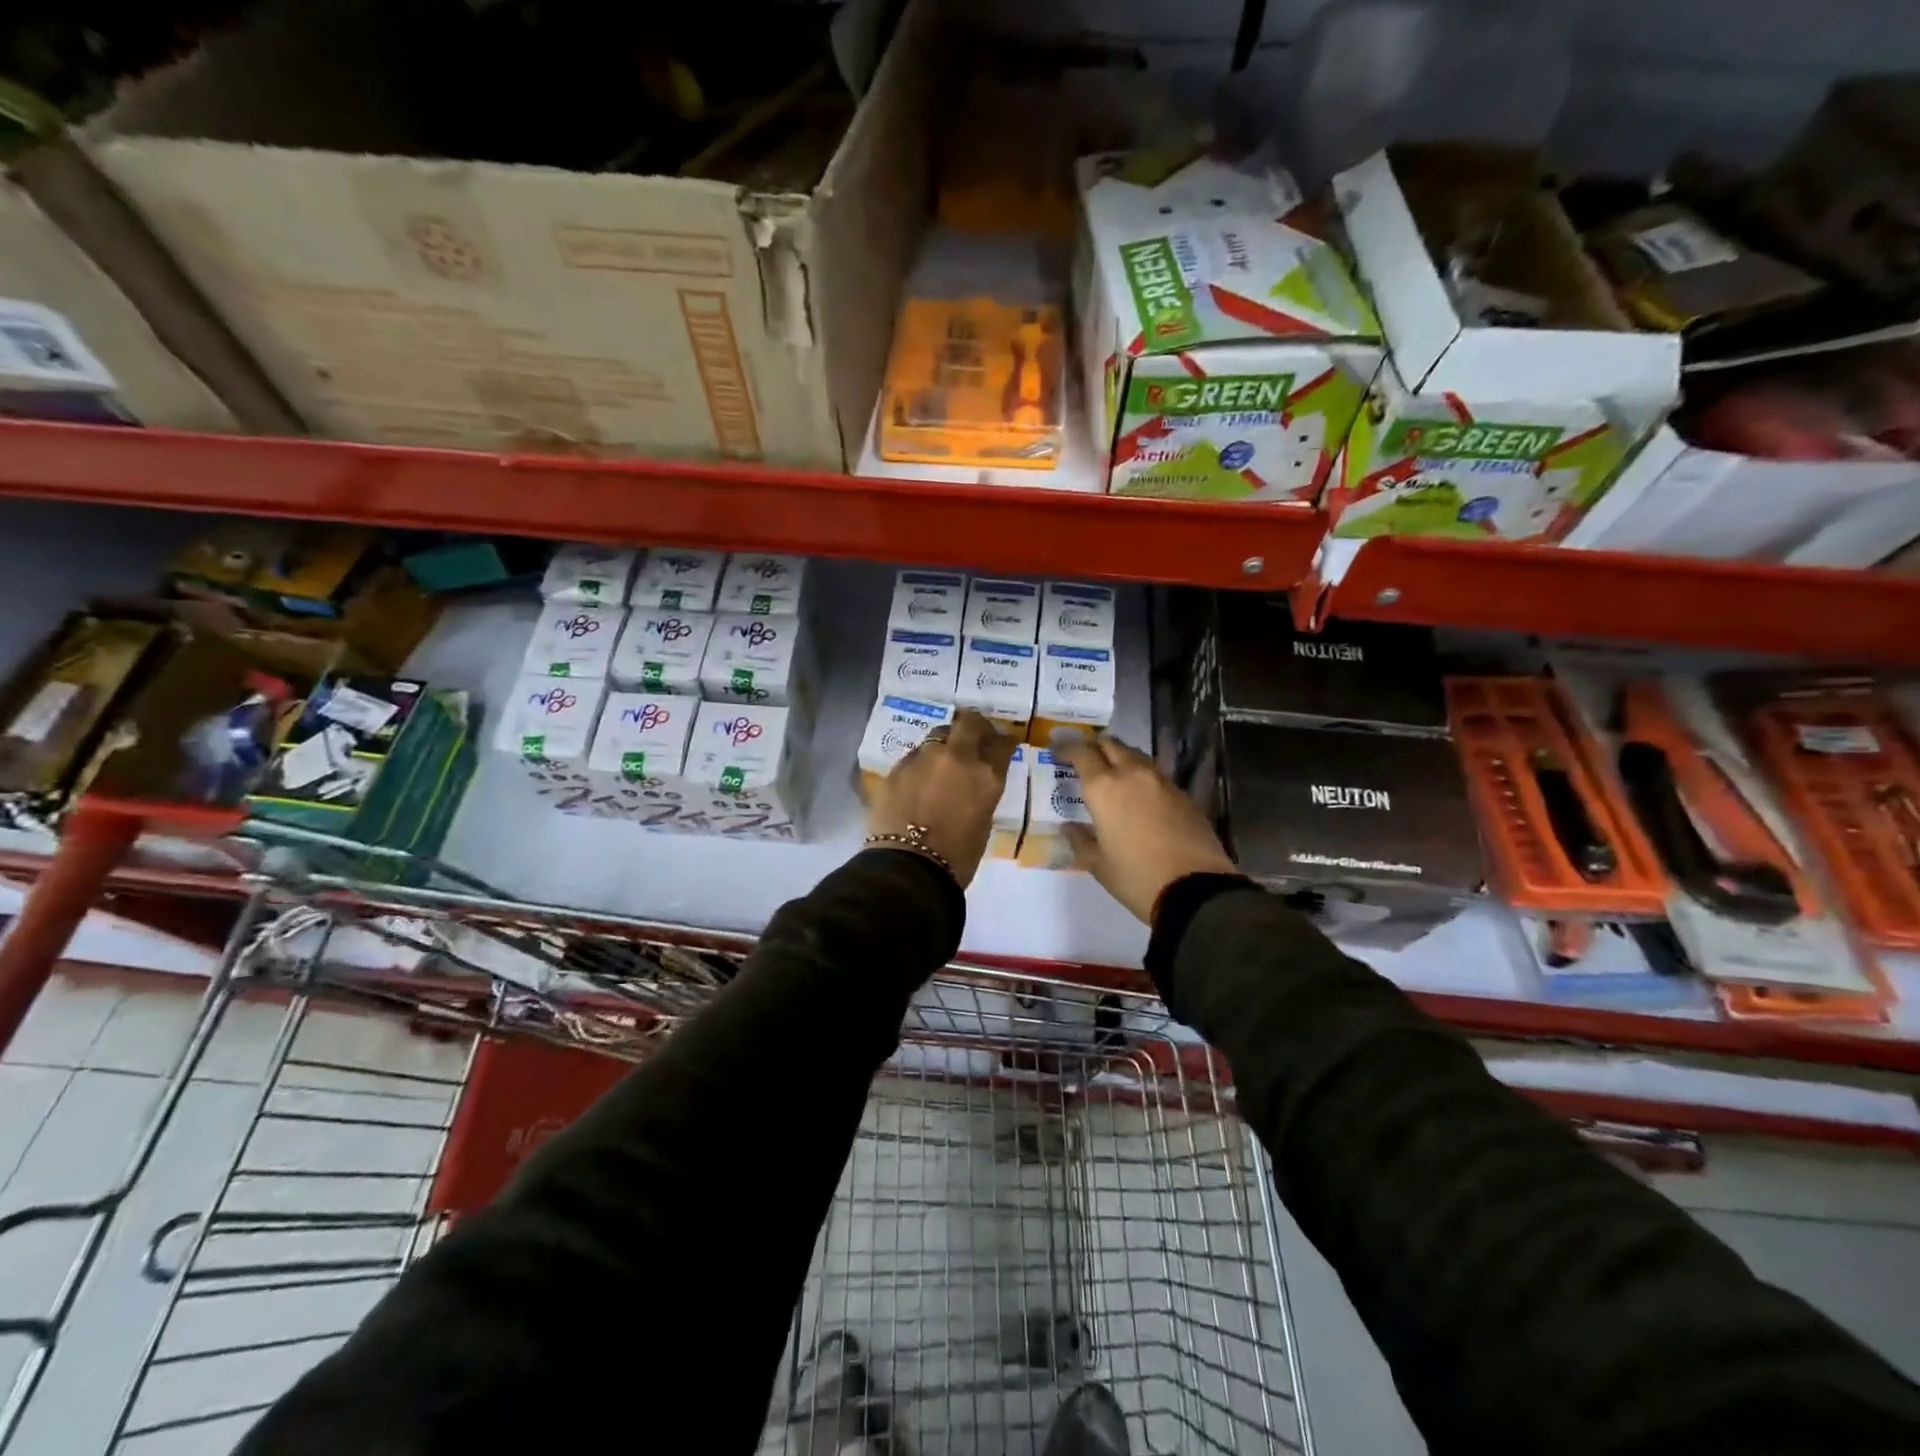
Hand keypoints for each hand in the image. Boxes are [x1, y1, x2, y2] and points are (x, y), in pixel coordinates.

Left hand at [869, 709, 1016, 887]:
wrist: (909, 868)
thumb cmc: (957, 857)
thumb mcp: (983, 821)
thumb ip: (981, 793)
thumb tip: (973, 783)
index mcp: (986, 776)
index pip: (1002, 744)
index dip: (1004, 741)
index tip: (1004, 742)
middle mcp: (956, 757)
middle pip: (969, 723)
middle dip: (975, 725)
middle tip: (975, 735)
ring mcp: (923, 759)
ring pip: (937, 735)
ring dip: (944, 743)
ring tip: (942, 760)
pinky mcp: (896, 768)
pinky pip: (913, 756)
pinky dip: (920, 763)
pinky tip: (918, 780)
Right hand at [1055, 734, 1238, 923]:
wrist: (1196, 890)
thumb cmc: (1136, 877)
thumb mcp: (1098, 865)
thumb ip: (1080, 841)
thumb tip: (1068, 827)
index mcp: (1105, 788)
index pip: (1082, 754)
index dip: (1067, 749)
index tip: (1058, 752)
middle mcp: (1133, 775)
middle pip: (1112, 745)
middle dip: (1096, 747)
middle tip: (1086, 759)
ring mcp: (1163, 782)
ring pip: (1137, 757)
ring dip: (1121, 759)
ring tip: (1113, 775)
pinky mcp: (1184, 795)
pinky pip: (1156, 776)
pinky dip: (1142, 778)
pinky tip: (1140, 796)